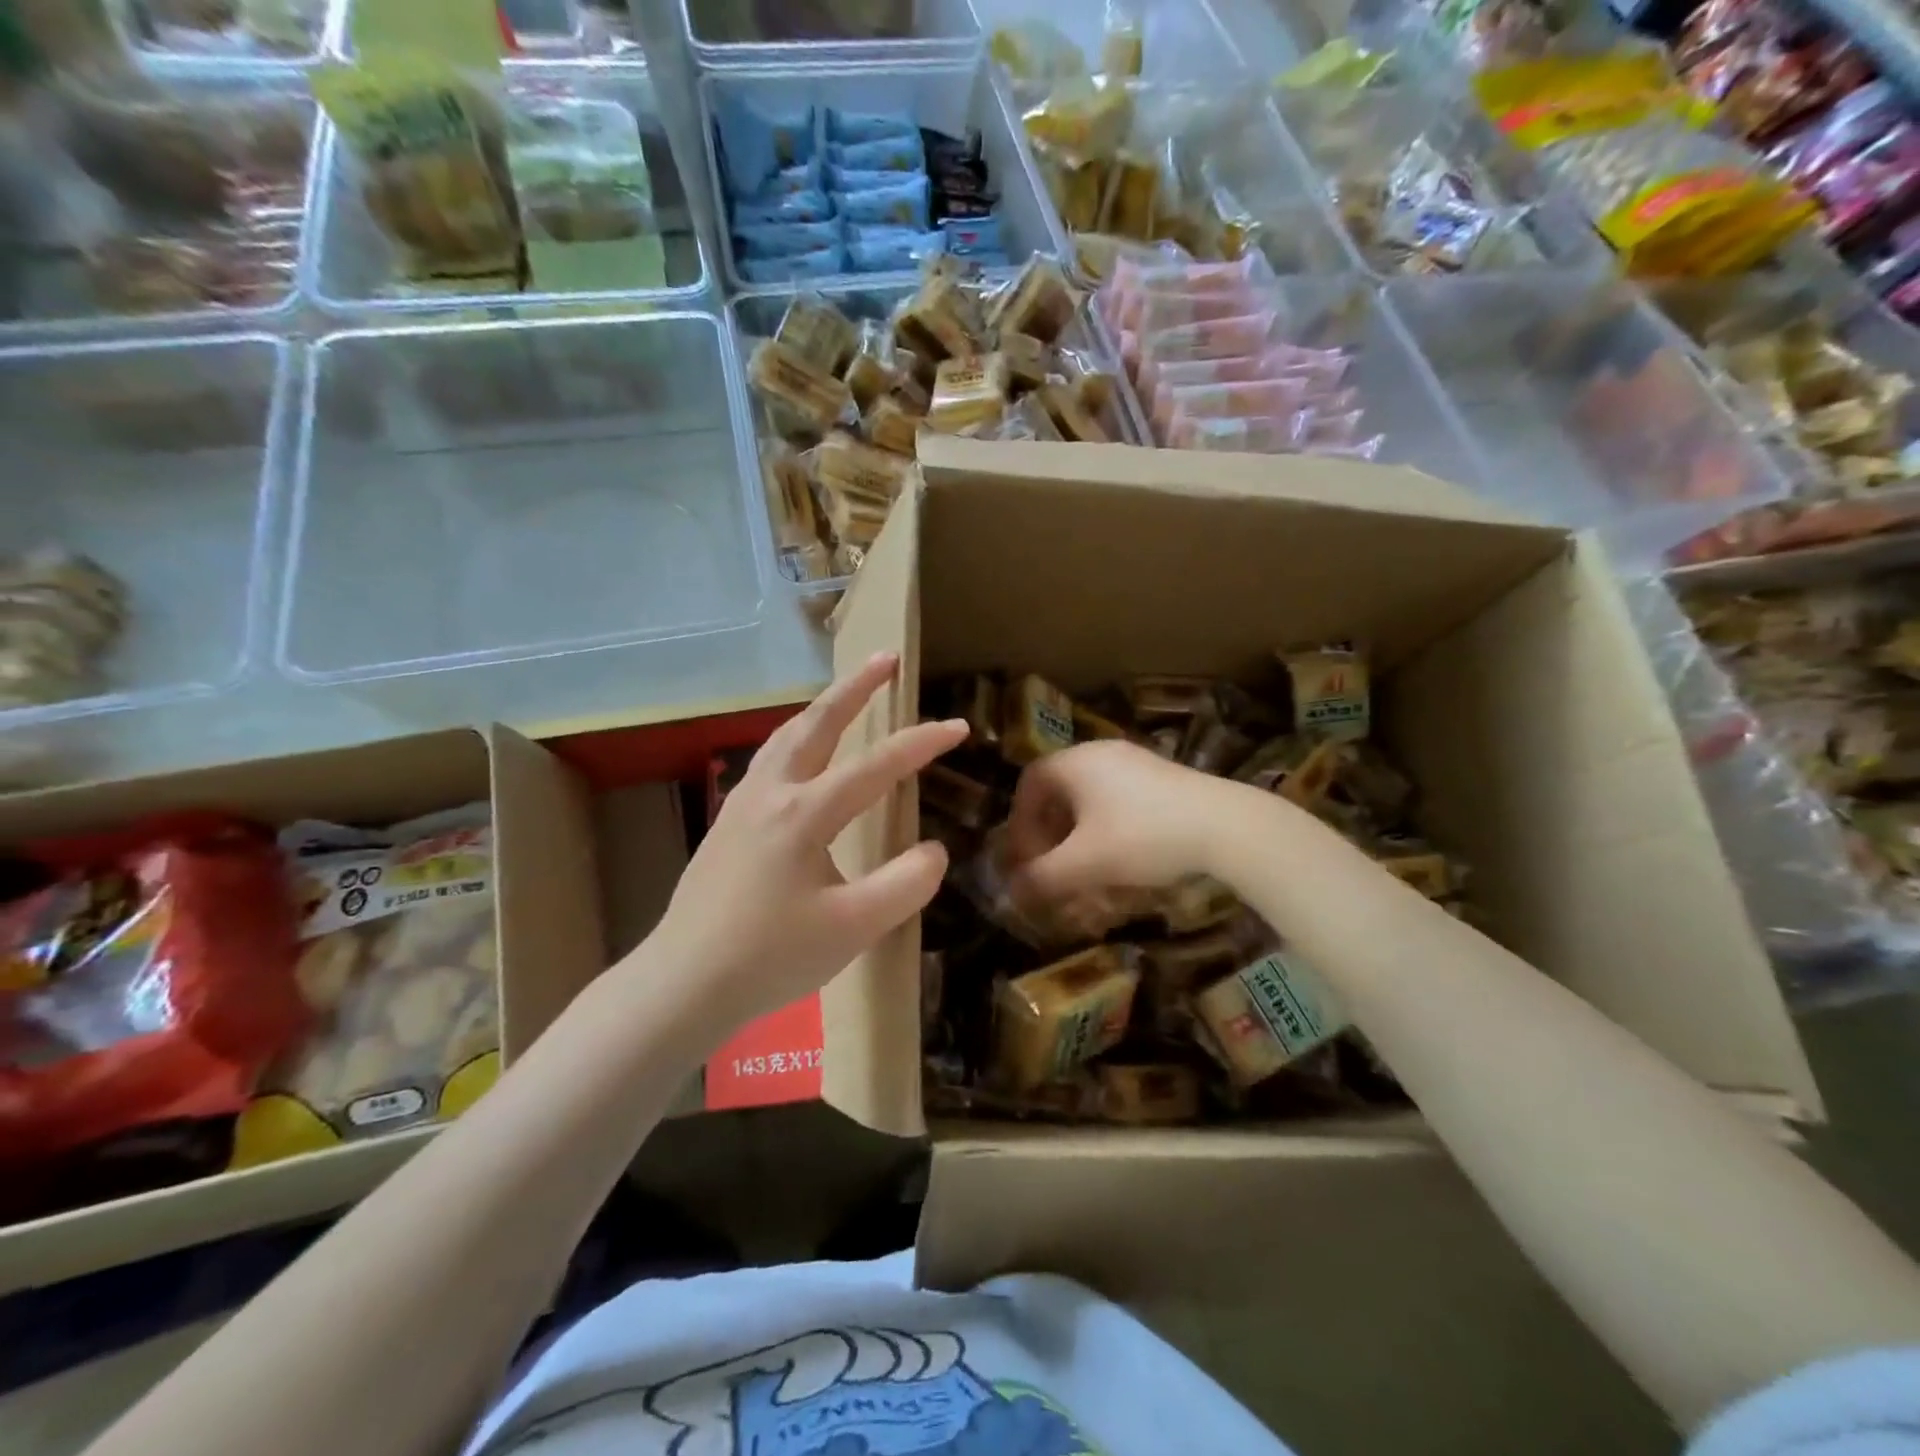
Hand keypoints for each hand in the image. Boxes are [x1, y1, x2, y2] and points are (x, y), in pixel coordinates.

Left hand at [648, 652, 966, 1036]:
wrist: (684, 982)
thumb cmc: (771, 956)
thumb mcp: (854, 928)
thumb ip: (905, 884)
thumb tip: (934, 850)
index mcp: (804, 813)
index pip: (876, 766)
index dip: (921, 743)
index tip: (958, 726)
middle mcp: (771, 793)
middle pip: (817, 723)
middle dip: (856, 687)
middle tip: (885, 657)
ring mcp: (742, 804)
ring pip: (786, 736)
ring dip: (822, 708)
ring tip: (846, 692)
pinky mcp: (728, 823)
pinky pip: (768, 760)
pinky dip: (795, 738)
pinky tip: (800, 755)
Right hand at [1002, 740, 1261, 905]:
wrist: (1226, 826)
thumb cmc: (1142, 837)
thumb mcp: (1084, 863)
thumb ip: (1041, 878)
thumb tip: (1010, 891)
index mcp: (1075, 762)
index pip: (1028, 785)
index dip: (1019, 824)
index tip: (1025, 859)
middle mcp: (1100, 753)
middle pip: (1059, 792)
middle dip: (1048, 834)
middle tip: (1052, 868)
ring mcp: (1135, 762)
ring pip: (1090, 799)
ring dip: (1078, 836)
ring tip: (1085, 870)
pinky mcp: (1163, 778)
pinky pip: (1119, 801)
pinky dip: (1107, 830)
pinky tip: (1122, 861)